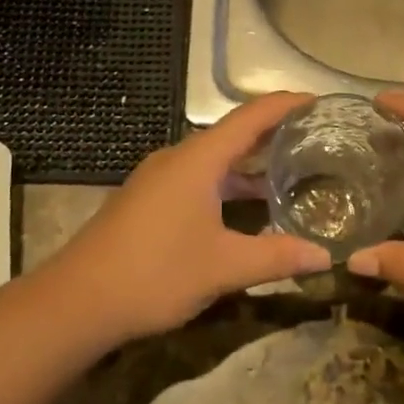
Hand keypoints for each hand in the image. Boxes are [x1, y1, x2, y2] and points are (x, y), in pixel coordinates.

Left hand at [46, 93, 331, 345]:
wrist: (77, 301)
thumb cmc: (155, 273)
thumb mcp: (223, 266)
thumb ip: (277, 257)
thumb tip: (326, 255)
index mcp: (198, 159)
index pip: (251, 117)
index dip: (286, 105)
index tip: (320, 102)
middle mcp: (178, 158)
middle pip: (234, 133)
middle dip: (274, 133)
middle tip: (316, 138)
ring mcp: (159, 178)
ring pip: (215, 158)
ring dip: (250, 161)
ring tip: (292, 169)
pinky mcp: (149, 199)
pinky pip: (199, 176)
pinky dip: (229, 181)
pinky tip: (247, 204)